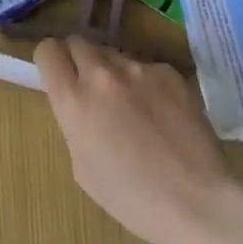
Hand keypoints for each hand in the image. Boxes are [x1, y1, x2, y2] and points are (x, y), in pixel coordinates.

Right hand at [35, 36, 242, 243]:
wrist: (195, 200)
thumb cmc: (130, 198)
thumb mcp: (82, 166)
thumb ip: (75, 124)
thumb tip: (83, 107)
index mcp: (73, 101)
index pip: (48, 51)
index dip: (50, 61)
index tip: (58, 75)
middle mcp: (102, 75)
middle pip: (79, 42)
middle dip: (79, 60)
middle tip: (91, 87)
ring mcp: (139, 70)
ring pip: (115, 56)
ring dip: (114, 73)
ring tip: (133, 106)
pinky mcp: (170, 73)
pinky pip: (147, 69)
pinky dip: (147, 84)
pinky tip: (163, 115)